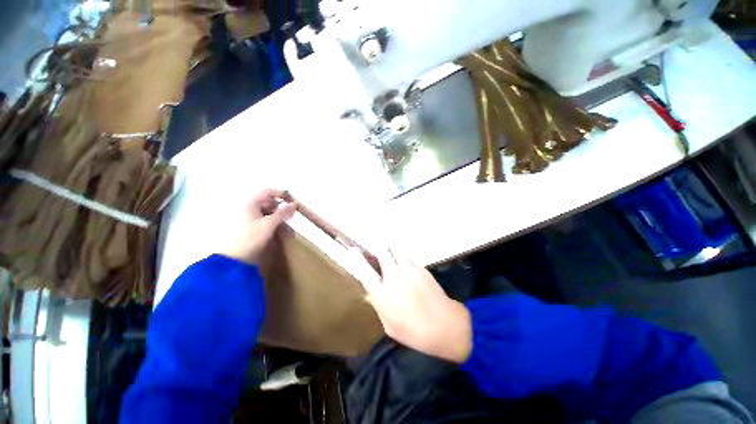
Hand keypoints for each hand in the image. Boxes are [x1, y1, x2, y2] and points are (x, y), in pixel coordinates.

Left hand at [221, 189, 295, 264]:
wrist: (234, 257)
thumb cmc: (250, 238)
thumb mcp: (269, 225)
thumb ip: (282, 213)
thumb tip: (294, 204)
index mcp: (251, 203)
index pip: (269, 191)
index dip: (282, 194)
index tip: (293, 201)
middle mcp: (248, 206)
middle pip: (268, 200)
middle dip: (280, 205)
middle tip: (291, 214)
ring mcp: (248, 215)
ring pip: (266, 209)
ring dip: (277, 213)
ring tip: (286, 221)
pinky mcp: (249, 224)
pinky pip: (263, 216)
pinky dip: (272, 219)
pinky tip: (277, 226)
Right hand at [354, 247, 472, 362]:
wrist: (445, 326)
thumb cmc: (414, 333)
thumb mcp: (389, 325)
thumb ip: (379, 305)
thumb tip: (372, 293)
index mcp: (383, 294)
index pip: (365, 271)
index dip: (358, 258)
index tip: (354, 250)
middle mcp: (394, 278)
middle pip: (382, 253)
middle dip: (378, 248)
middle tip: (377, 249)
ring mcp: (409, 271)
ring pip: (396, 250)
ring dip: (391, 249)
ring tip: (391, 251)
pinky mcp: (421, 269)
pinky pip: (409, 257)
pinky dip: (404, 257)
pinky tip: (406, 263)